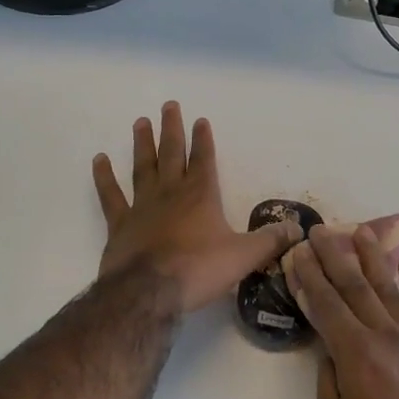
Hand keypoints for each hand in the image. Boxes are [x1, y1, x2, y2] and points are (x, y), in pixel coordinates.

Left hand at [92, 102, 299, 313]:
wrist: (149, 292)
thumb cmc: (199, 270)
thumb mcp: (244, 256)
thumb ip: (270, 240)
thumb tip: (298, 230)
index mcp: (201, 196)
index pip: (204, 159)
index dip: (203, 139)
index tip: (200, 119)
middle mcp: (171, 193)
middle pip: (172, 154)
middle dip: (172, 129)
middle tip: (168, 105)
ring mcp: (142, 206)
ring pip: (142, 167)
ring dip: (142, 144)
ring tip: (140, 122)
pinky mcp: (119, 225)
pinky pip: (110, 196)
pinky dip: (104, 177)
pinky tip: (99, 160)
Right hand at [287, 224, 398, 398]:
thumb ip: (329, 378)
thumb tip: (329, 349)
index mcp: (355, 353)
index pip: (325, 304)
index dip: (308, 276)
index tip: (297, 252)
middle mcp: (385, 334)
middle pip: (354, 286)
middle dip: (333, 256)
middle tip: (319, 230)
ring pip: (390, 288)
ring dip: (373, 257)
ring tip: (361, 231)